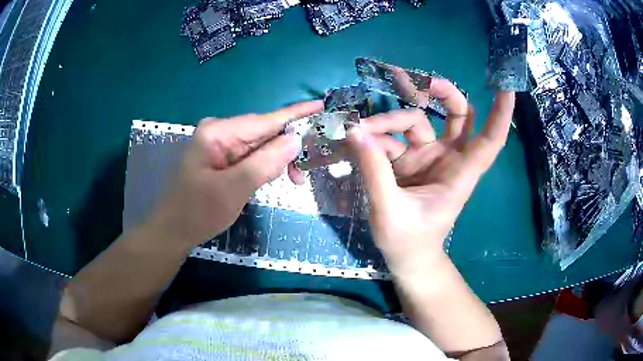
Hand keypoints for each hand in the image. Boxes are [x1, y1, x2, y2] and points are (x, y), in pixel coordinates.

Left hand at [147, 101, 323, 247]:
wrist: (173, 231)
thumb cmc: (197, 212)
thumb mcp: (233, 189)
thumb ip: (265, 163)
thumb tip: (295, 140)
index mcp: (218, 132)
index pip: (264, 120)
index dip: (295, 114)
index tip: (321, 106)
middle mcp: (219, 132)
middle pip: (263, 132)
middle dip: (288, 147)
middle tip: (309, 167)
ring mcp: (220, 145)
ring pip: (260, 146)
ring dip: (278, 160)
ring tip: (296, 178)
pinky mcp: (221, 158)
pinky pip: (251, 156)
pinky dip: (266, 166)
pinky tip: (275, 176)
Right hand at [347, 79, 514, 274]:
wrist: (406, 258)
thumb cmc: (408, 242)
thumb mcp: (390, 211)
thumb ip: (375, 172)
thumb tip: (356, 133)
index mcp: (460, 174)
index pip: (490, 140)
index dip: (501, 114)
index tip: (507, 87)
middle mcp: (449, 159)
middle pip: (457, 114)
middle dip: (439, 92)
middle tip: (407, 79)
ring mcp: (429, 157)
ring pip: (417, 120)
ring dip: (390, 118)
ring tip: (361, 128)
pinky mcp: (409, 160)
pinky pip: (394, 138)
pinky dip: (377, 137)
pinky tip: (357, 140)